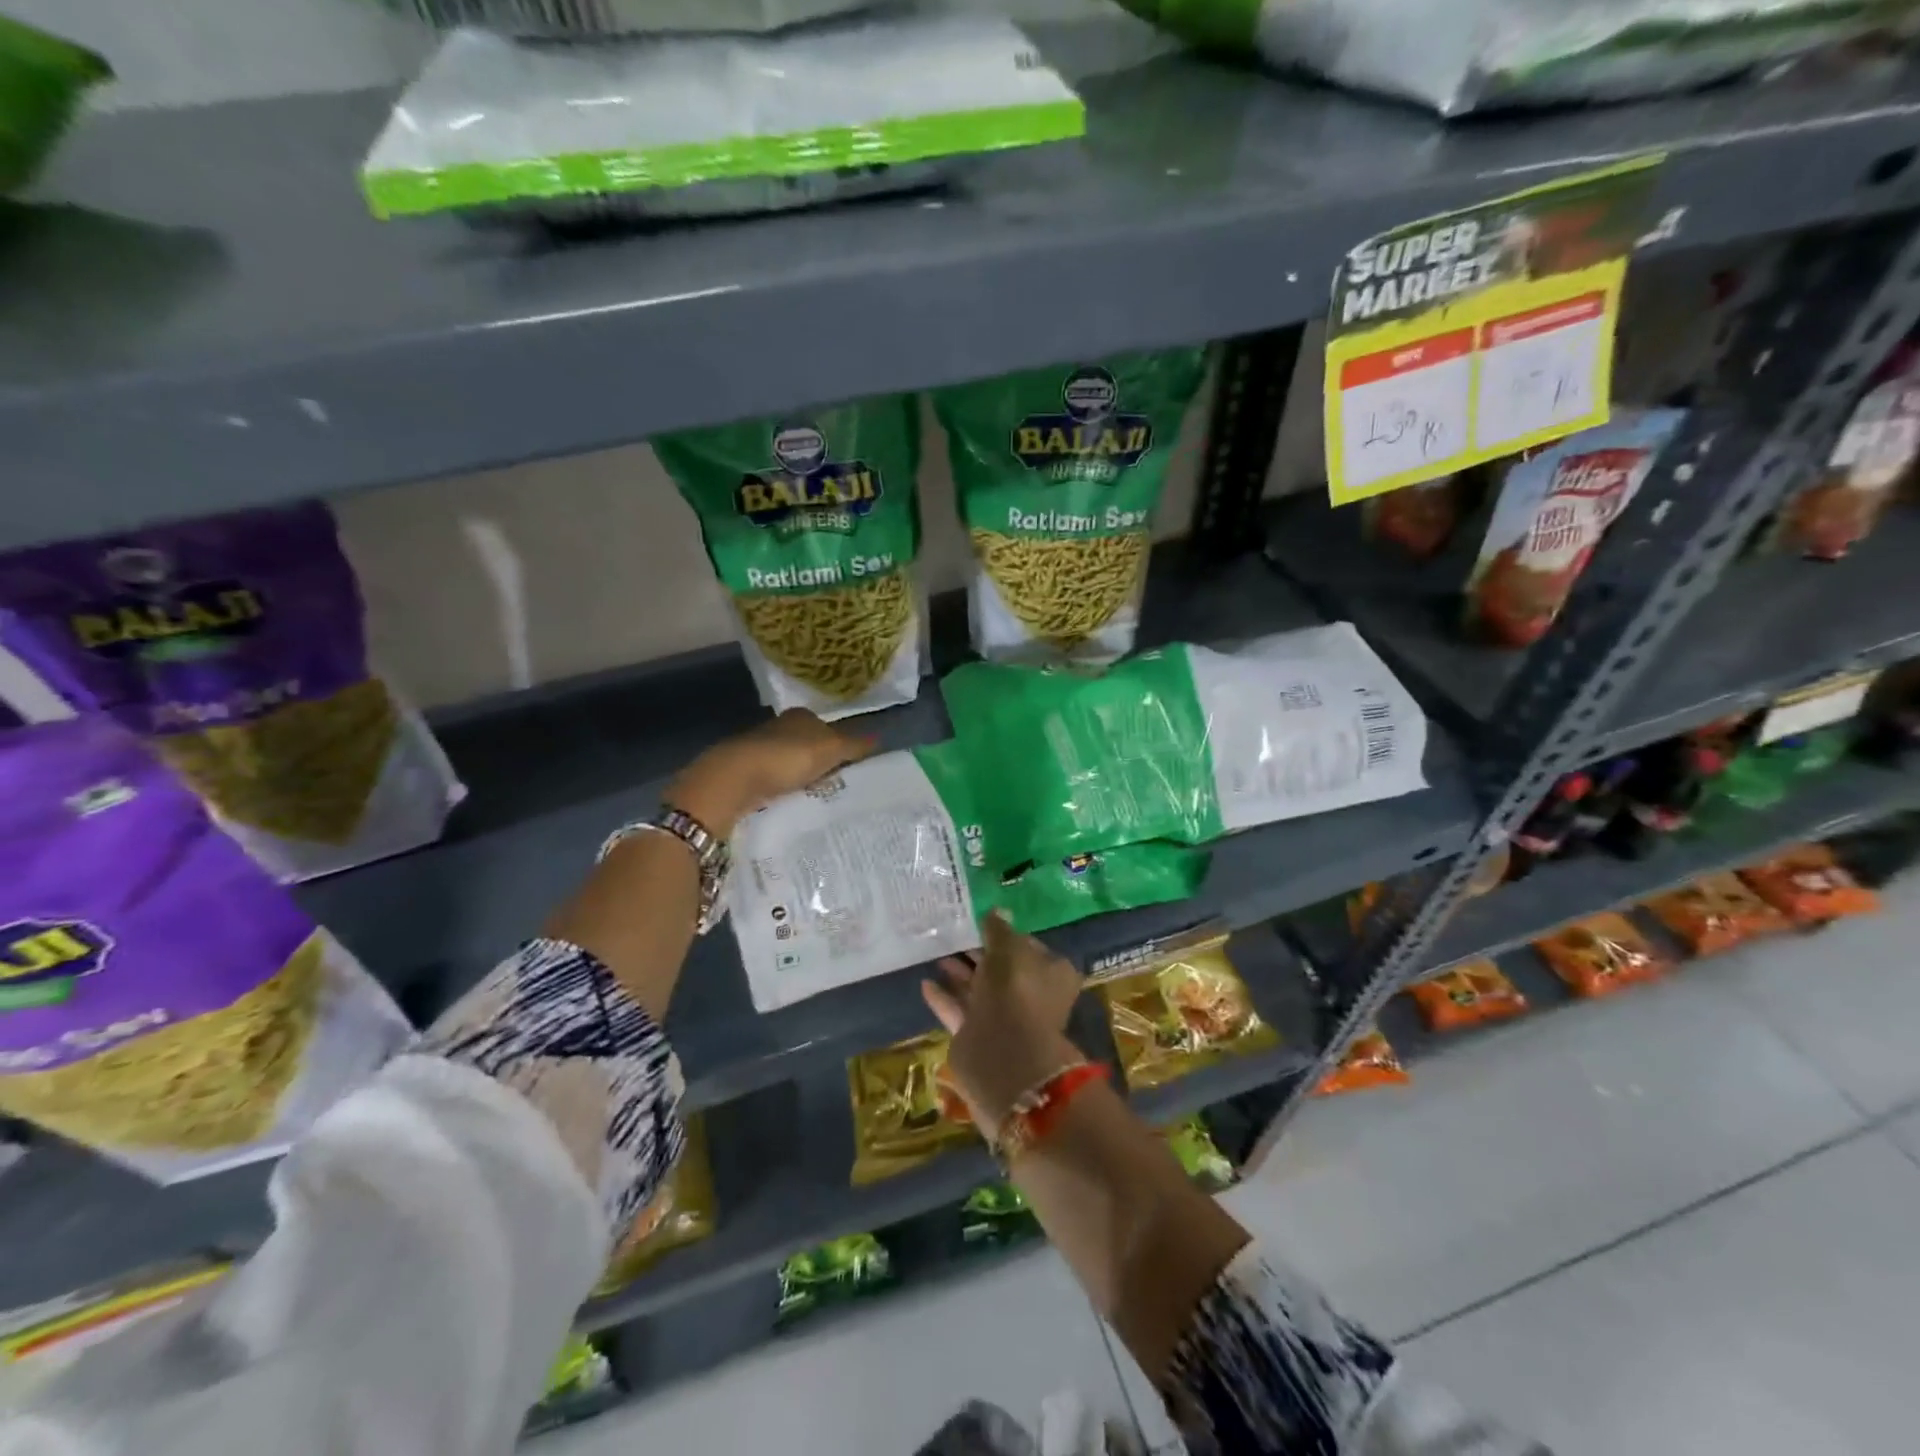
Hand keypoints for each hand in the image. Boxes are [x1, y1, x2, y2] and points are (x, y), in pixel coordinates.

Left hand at [667, 709, 876, 836]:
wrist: (734, 779)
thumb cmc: (787, 757)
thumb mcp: (830, 750)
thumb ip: (854, 745)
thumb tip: (880, 738)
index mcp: (800, 716)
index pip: (825, 727)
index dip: (838, 745)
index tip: (850, 767)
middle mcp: (778, 727)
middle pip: (806, 744)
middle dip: (819, 762)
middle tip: (837, 785)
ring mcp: (758, 749)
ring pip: (788, 763)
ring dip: (800, 777)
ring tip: (817, 798)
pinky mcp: (744, 772)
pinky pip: (773, 780)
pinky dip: (782, 789)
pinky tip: (791, 802)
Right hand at [922, 912, 1084, 1137]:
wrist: (1004, 1053)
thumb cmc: (1015, 989)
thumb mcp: (1008, 948)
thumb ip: (999, 929)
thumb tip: (996, 911)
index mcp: (1052, 973)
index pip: (1028, 947)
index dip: (1006, 935)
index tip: (982, 925)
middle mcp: (1032, 996)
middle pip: (1002, 970)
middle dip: (978, 955)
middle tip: (953, 938)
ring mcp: (1006, 1019)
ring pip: (980, 990)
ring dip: (960, 974)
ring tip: (937, 956)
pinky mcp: (981, 1038)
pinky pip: (961, 1011)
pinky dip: (945, 998)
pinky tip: (926, 983)